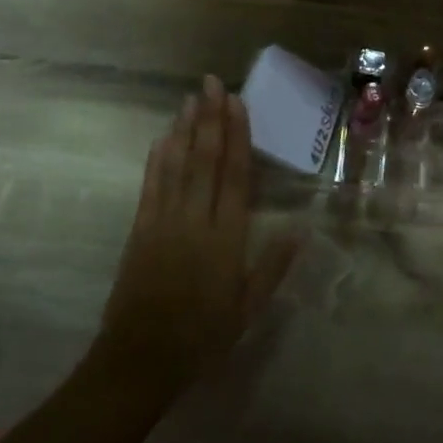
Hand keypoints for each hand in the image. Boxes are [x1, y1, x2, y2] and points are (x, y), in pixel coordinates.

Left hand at [95, 76, 298, 395]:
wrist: (141, 359)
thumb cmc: (203, 336)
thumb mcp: (248, 307)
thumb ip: (273, 266)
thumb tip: (302, 228)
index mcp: (226, 239)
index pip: (235, 176)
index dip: (237, 136)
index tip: (237, 104)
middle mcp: (195, 221)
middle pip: (205, 161)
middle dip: (210, 119)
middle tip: (212, 83)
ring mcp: (164, 222)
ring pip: (176, 166)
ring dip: (184, 130)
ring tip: (191, 98)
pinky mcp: (140, 230)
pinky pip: (151, 186)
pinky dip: (157, 159)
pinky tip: (163, 137)